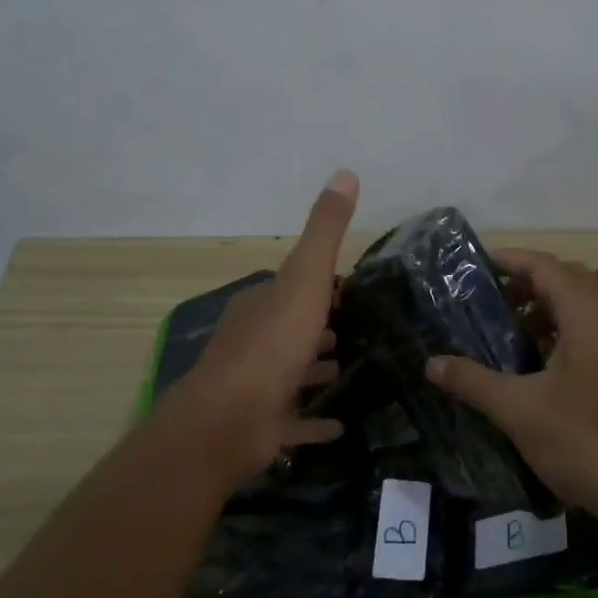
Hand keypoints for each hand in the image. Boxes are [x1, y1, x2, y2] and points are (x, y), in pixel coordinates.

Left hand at [163, 169, 358, 481]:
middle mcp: (255, 340)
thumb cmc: (272, 345)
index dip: (326, 285)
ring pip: (294, 372)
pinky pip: (295, 420)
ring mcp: (257, 385)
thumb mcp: (305, 278)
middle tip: (367, 331)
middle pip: (295, 328)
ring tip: (359, 370)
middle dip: (325, 327)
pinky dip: (315, 420)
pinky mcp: (263, 424)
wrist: (230, 419)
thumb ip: (325, 231)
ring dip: (319, 369)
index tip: (360, 290)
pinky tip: (341, 424)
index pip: (296, 286)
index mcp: (262, 304)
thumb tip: (345, 172)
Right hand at [423, 248, 597, 515]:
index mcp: (586, 317)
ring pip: (580, 310)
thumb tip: (432, 364)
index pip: (546, 267)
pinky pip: (589, 335)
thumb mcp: (518, 410)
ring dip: (543, 312)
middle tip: (488, 302)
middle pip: (567, 281)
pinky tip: (532, 368)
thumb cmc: (583, 441)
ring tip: (504, 335)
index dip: (511, 260)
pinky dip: (559, 336)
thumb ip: (473, 381)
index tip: (476, 266)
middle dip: (526, 285)